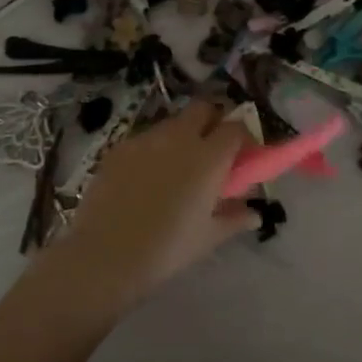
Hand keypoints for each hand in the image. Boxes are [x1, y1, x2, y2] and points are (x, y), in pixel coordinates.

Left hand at [46, 101, 258, 304]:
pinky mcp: (119, 148)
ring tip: (177, 167)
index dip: (243, 138)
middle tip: (212, 150)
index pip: (236, 128)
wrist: (106, 254)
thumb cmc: (167, 248)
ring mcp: (146, 139)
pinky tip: (146, 177)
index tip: (243, 156)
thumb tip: (254, 212)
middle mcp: (179, 138)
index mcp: (209, 157)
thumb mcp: (208, 237)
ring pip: (172, 122)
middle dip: (212, 121)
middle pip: (203, 108)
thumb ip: (235, 218)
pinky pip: (145, 138)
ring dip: (182, 135)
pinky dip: (154, 149)